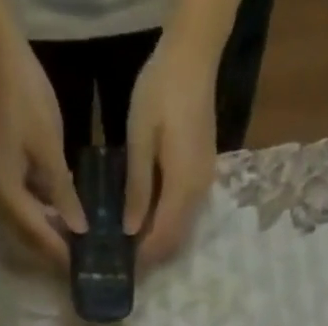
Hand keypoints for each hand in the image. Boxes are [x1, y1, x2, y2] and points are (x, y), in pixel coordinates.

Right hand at [0, 35, 86, 266]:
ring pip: (28, 229)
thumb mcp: (50, 149)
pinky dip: (45, 220)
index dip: (63, 254)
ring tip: (80, 248)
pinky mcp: (3, 181)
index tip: (86, 269)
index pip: (39, 237)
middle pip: (31, 240)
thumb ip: (64, 194)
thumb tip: (80, 231)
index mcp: (7, 196)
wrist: (0, 62)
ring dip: (52, 239)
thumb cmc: (27, 100)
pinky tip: (67, 222)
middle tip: (86, 264)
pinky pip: (26, 213)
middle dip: (58, 252)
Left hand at [124, 31, 219, 264]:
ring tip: (133, 245)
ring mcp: (205, 184)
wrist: (194, 56)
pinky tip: (149, 220)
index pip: (163, 238)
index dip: (144, 258)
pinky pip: (186, 213)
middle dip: (152, 255)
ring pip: (182, 229)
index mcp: (182, 187)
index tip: (123, 267)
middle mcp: (198, 193)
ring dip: (160, 241)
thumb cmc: (161, 91)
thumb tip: (130, 231)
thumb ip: (137, 188)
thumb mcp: (140, 139)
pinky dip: (168, 224)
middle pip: (176, 240)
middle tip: (125, 262)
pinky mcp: (203, 173)